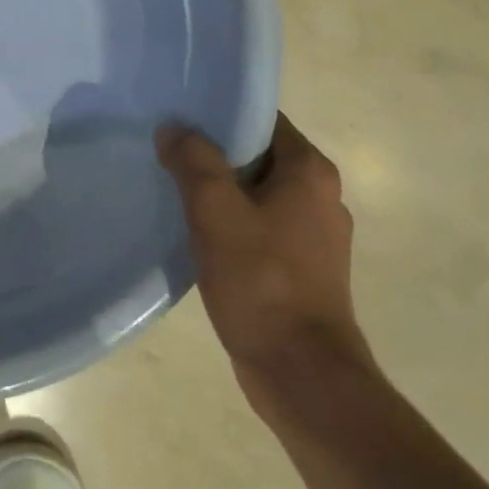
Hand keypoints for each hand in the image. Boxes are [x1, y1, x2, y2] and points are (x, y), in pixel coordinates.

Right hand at [157, 114, 370, 400]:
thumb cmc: (261, 280)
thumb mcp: (215, 210)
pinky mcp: (303, 267)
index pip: (261, 118)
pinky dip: (231, 222)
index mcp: (310, 171)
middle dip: (213, 153)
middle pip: (257, 154)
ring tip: (175, 189)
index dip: (219, 114)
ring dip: (220, 190)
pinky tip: (198, 232)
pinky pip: (260, 225)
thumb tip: (174, 128)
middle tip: (167, 150)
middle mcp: (321, 195)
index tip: (178, 117)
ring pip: (256, 192)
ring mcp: (315, 235)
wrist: (302, 374)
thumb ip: (193, 160)